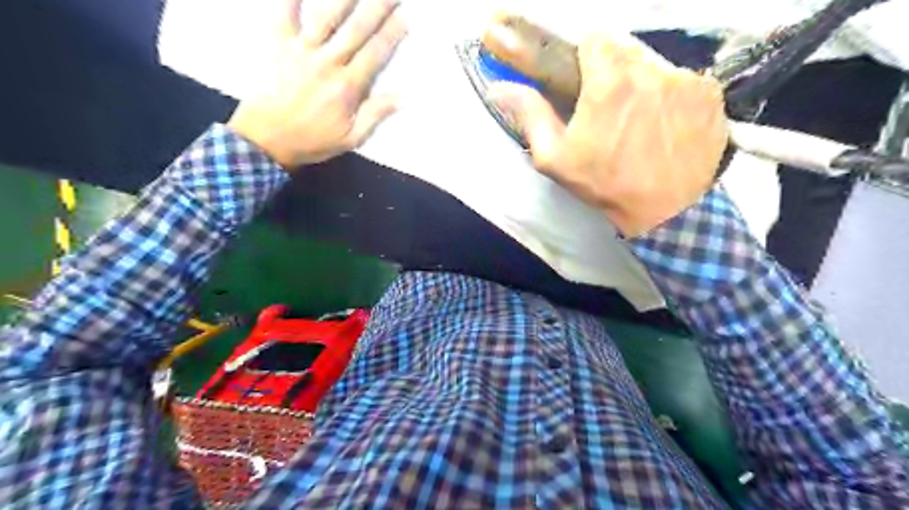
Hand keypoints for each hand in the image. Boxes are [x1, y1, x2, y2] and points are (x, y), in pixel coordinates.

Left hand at [228, 0, 406, 168]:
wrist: (266, 138)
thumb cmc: (312, 140)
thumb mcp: (351, 137)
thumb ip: (377, 114)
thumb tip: (407, 98)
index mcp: (348, 86)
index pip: (375, 54)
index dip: (392, 34)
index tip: (405, 17)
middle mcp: (328, 62)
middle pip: (357, 29)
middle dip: (377, 7)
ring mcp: (302, 49)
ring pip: (327, 16)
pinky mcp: (278, 42)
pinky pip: (285, 11)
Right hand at [486, 33, 729, 236]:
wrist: (665, 212)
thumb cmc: (605, 185)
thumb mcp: (556, 158)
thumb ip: (530, 115)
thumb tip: (500, 88)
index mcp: (609, 82)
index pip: (595, 39)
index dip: (587, 58)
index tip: (585, 81)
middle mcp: (651, 70)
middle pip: (626, 50)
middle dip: (614, 72)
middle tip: (610, 108)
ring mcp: (686, 80)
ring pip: (655, 64)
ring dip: (643, 83)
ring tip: (639, 120)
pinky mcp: (710, 94)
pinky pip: (684, 81)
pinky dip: (672, 96)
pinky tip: (666, 125)